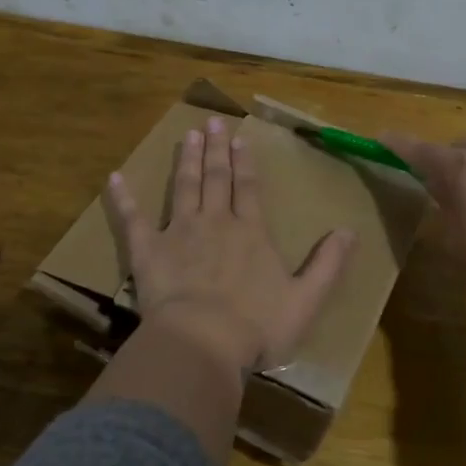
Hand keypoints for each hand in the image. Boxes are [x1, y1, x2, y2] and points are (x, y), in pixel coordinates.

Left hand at [105, 116, 355, 376]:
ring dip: (187, 161)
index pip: (248, 188)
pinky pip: (132, 220)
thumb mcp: (306, 299)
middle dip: (216, 150)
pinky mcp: (147, 252)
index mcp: (250, 233)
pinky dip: (124, 198)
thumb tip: (351, 232)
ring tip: (187, 136)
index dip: (245, 162)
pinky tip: (115, 177)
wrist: (203, 343)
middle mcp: (215, 223)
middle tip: (212, 122)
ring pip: (183, 188)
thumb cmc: (256, 326)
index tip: (240, 138)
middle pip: (216, 179)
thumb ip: (328, 265)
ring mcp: (178, 233)